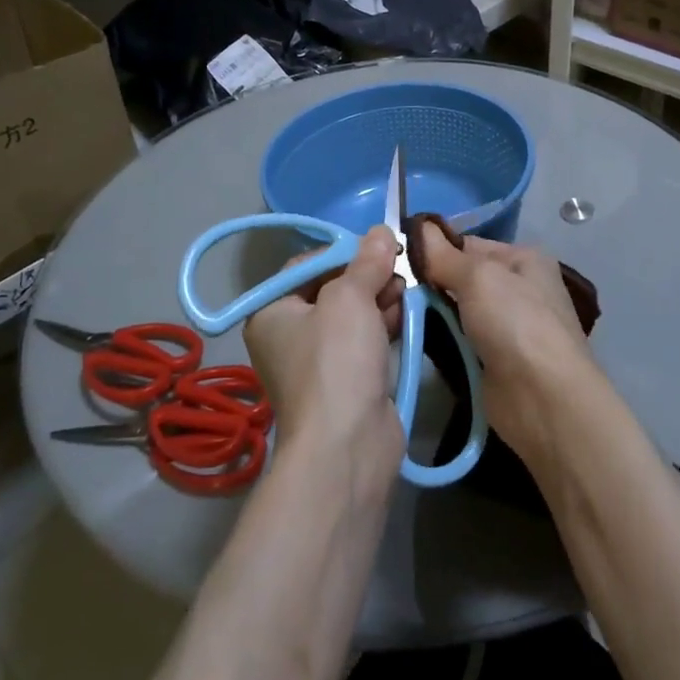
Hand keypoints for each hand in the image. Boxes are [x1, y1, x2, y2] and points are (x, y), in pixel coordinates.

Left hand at [246, 226, 405, 479]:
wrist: (347, 447)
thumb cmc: (336, 361)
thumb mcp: (349, 299)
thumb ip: (366, 262)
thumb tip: (382, 231)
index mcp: (272, 312)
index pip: (307, 266)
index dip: (343, 252)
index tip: (377, 246)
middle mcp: (289, 335)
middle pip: (332, 289)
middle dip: (367, 276)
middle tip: (399, 266)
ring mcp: (318, 362)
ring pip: (352, 316)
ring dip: (380, 298)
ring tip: (407, 288)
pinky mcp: (346, 382)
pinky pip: (365, 342)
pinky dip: (384, 326)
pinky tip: (407, 313)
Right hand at [412, 223, 597, 465]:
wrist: (544, 399)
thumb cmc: (516, 322)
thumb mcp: (478, 277)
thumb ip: (443, 255)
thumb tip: (418, 226)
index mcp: (523, 259)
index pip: (468, 244)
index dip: (435, 248)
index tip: (398, 256)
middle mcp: (518, 288)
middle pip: (462, 277)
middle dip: (430, 282)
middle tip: (391, 286)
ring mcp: (507, 327)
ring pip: (457, 309)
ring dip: (432, 312)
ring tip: (395, 312)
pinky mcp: (494, 360)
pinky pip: (459, 339)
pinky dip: (441, 339)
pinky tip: (414, 338)